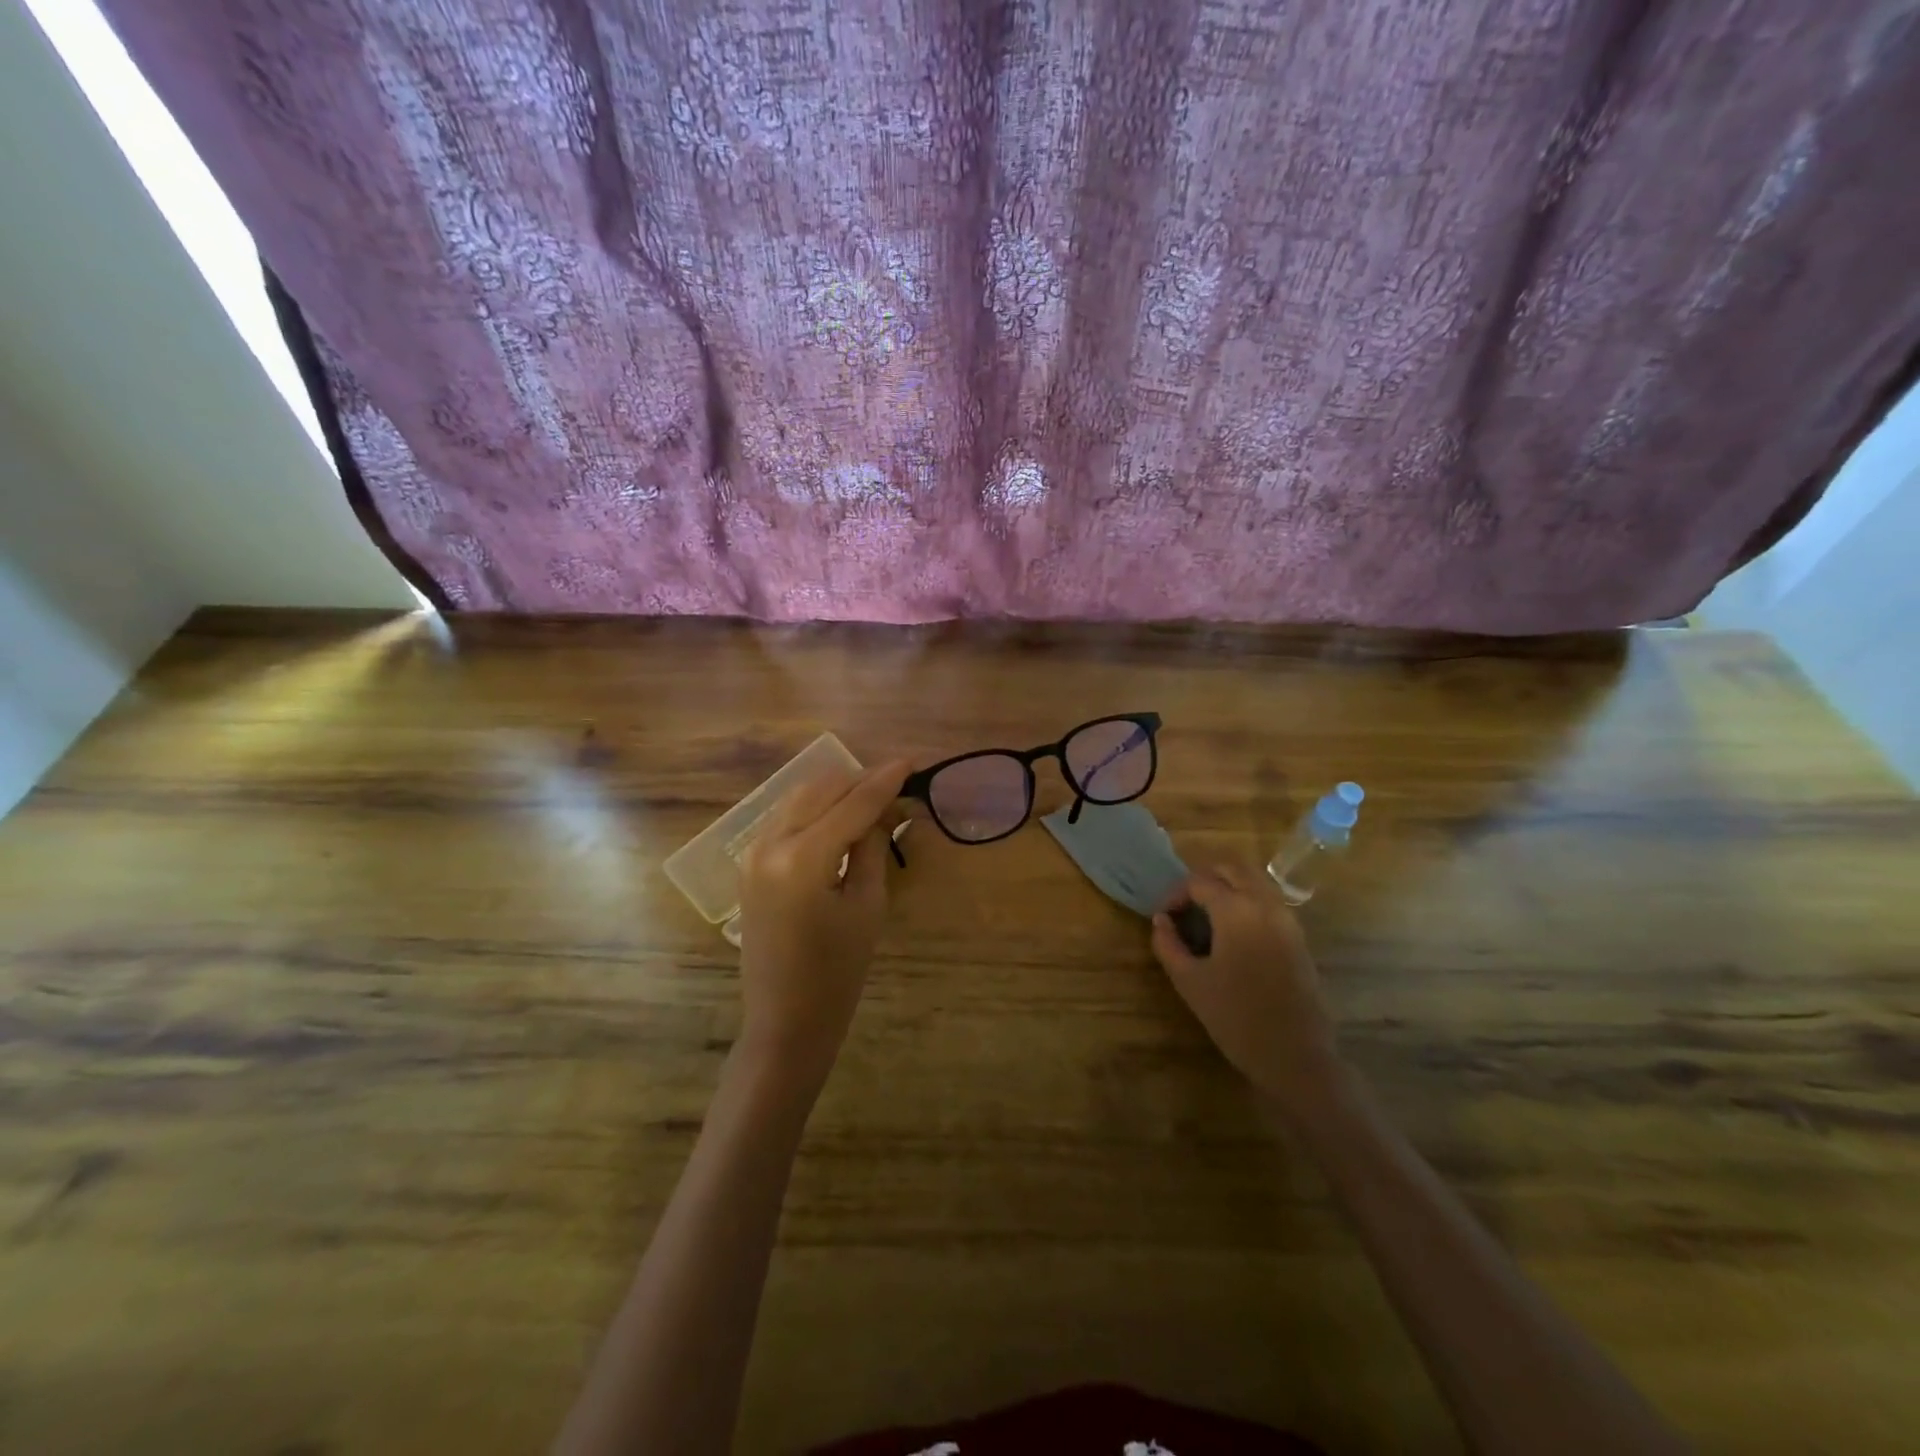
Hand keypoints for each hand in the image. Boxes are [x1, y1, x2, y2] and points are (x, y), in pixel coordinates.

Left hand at [735, 759, 910, 1090]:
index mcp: (802, 857)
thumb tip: (884, 809)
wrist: (785, 1020)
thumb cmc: (837, 972)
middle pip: (821, 789)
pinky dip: (816, 809)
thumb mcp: (867, 905)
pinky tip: (842, 816)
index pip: (852, 803)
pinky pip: (787, 818)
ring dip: (837, 791)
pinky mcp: (750, 863)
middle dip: (860, 780)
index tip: (912, 761)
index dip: (885, 780)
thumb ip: (872, 846)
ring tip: (874, 796)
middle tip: (898, 783)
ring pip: (800, 798)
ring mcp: (754, 852)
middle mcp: (770, 843)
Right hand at [1151, 862, 1339, 1108]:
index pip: (1199, 881)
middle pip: (1231, 868)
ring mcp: (1287, 918)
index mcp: (1236, 910)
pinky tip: (1232, 931)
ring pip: (1254, 880)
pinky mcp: (1298, 936)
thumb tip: (1160, 921)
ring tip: (1206, 915)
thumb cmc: (1235, 1018)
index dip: (1175, 894)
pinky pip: (1268, 900)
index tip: (1163, 918)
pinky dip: (1246, 900)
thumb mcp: (1189, 981)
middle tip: (1184, 906)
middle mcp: (1265, 904)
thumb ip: (1168, 945)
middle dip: (1203, 879)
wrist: (1295, 1056)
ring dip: (1227, 886)